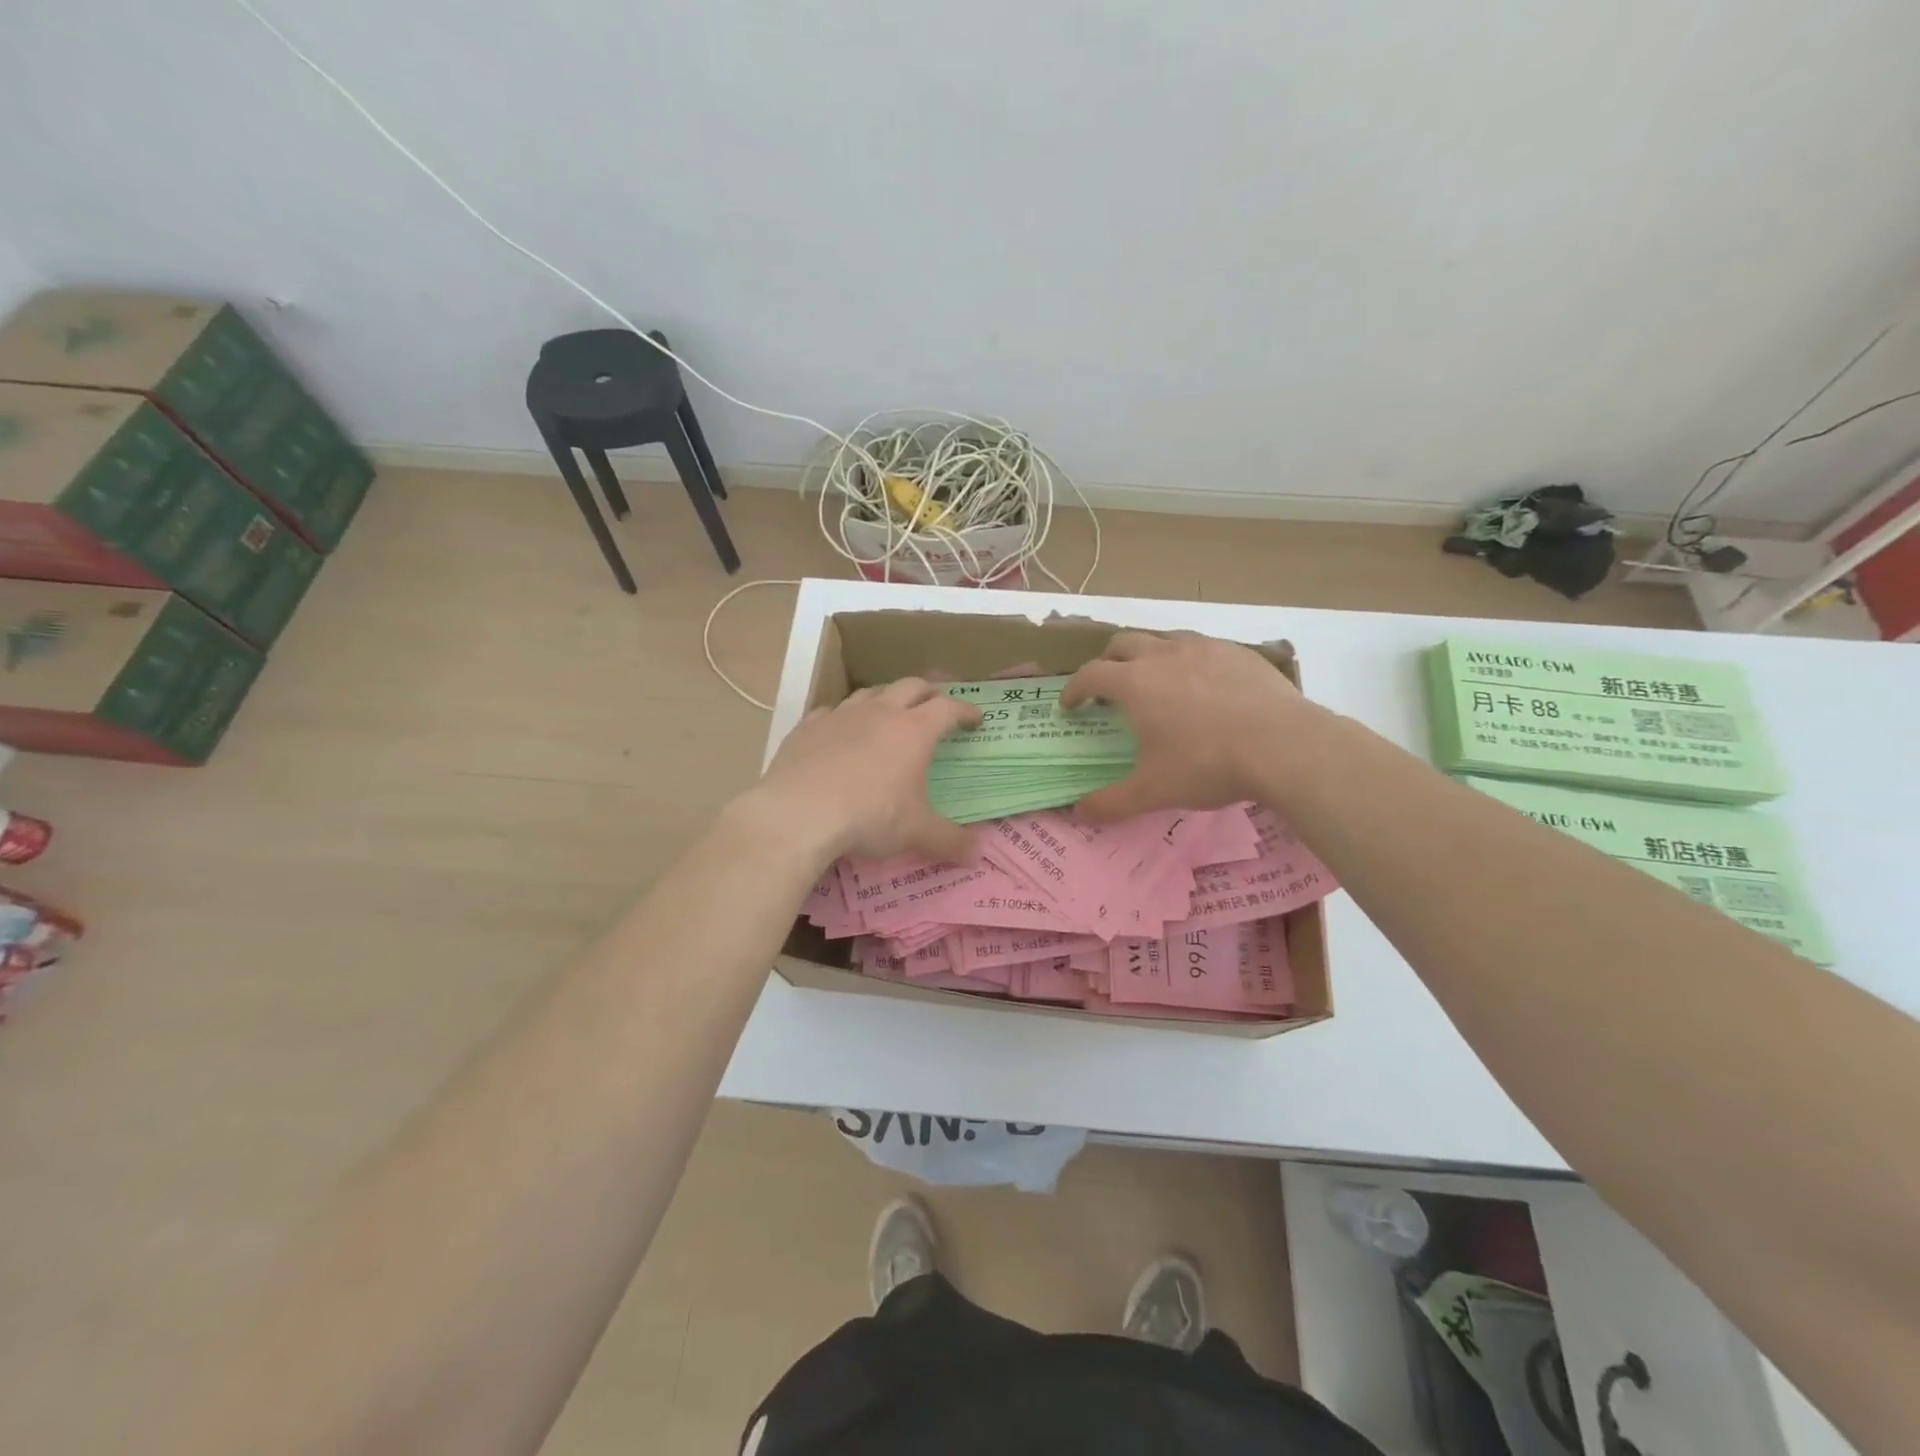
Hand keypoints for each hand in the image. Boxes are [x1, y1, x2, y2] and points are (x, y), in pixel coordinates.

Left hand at [743, 679, 981, 863]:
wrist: (798, 814)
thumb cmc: (869, 817)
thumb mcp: (915, 833)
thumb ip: (949, 841)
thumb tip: (978, 854)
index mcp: (914, 731)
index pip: (948, 708)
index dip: (965, 710)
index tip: (976, 718)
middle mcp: (880, 713)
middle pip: (911, 685)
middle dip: (929, 692)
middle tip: (936, 705)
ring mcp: (841, 715)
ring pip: (870, 692)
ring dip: (887, 697)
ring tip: (890, 712)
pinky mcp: (808, 726)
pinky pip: (831, 710)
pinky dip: (844, 717)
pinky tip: (840, 730)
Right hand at [1060, 631, 1320, 820]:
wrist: (1285, 746)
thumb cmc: (1208, 765)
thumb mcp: (1153, 791)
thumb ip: (1110, 802)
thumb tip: (1077, 813)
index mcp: (1135, 683)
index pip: (1090, 674)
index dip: (1074, 688)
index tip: (1070, 705)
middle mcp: (1164, 655)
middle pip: (1122, 643)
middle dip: (1107, 662)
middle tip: (1108, 688)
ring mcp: (1204, 648)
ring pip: (1162, 638)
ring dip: (1148, 654)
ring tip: (1155, 681)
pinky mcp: (1238, 652)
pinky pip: (1201, 646)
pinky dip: (1188, 660)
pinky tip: (1203, 685)